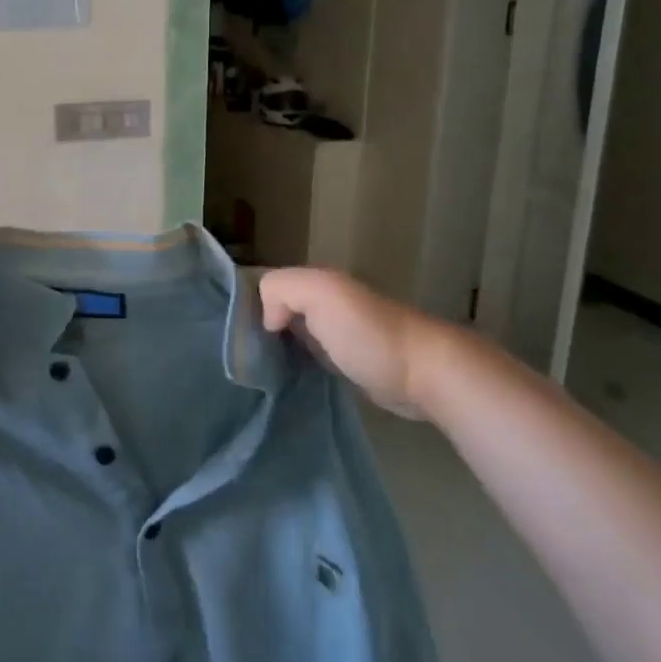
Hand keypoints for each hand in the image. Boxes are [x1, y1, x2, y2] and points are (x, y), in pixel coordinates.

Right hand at [258, 267, 436, 417]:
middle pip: (277, 310)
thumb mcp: (321, 293)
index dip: (250, 304)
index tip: (237, 334)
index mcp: (317, 282)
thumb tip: (267, 321)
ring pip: (291, 335)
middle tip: (243, 356)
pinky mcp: (346, 364)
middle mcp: (325, 303)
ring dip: (275, 350)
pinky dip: (294, 366)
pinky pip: (307, 358)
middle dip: (258, 328)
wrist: (423, 375)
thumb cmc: (368, 334)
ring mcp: (336, 334)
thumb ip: (282, 289)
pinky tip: (284, 379)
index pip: (268, 285)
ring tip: (256, 371)